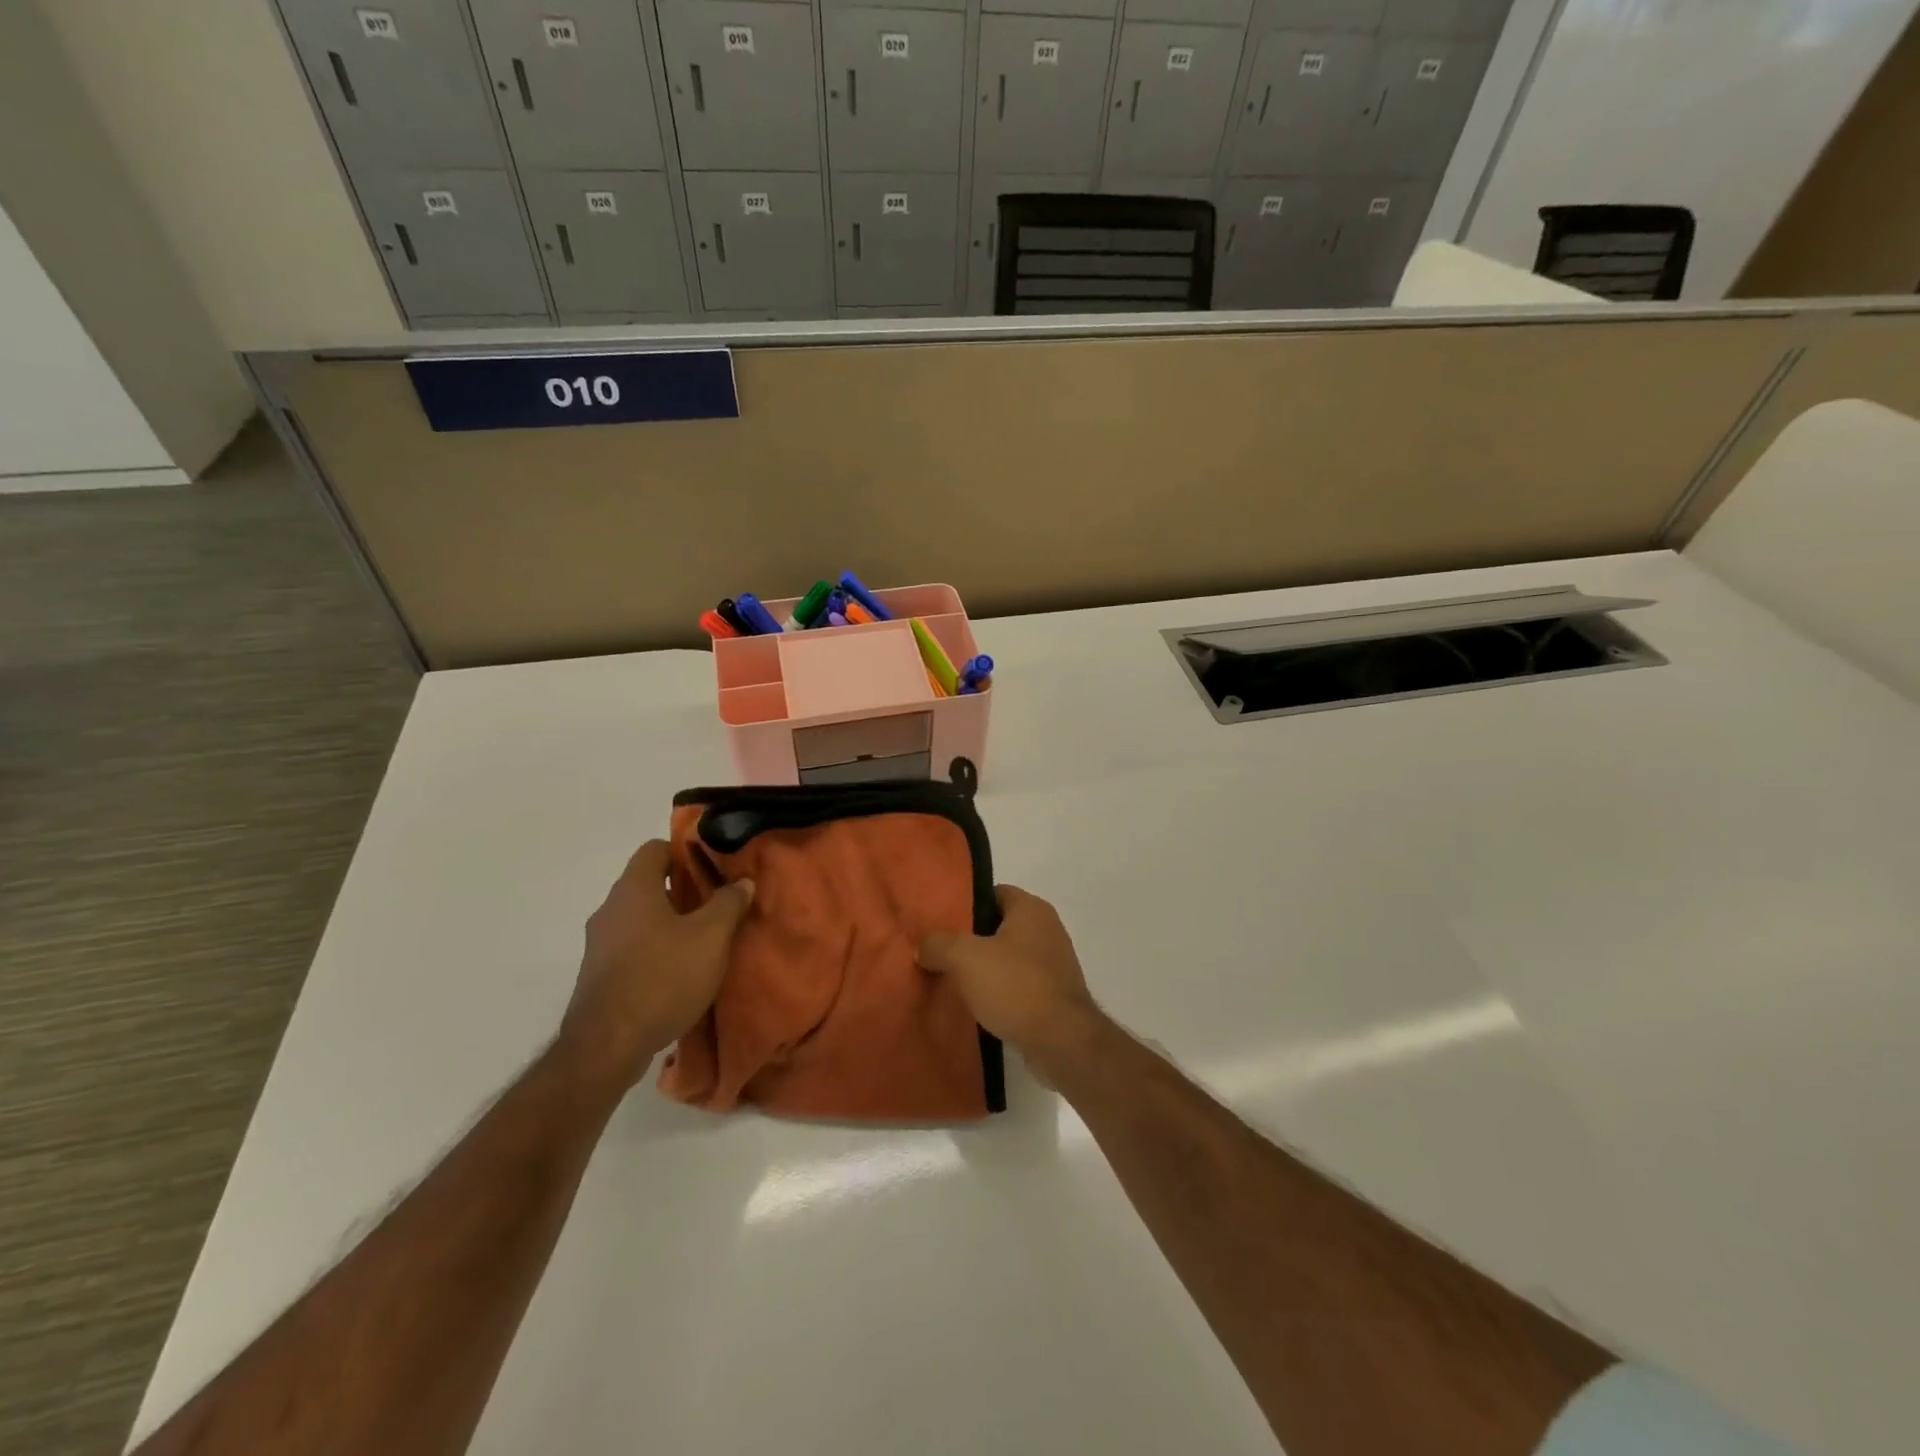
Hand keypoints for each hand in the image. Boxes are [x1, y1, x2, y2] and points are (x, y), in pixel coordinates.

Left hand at [561, 840, 754, 1087]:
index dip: (685, 852)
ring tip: (703, 941)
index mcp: (633, 889)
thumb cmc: (663, 977)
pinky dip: (655, 951)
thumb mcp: (711, 937)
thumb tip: (742, 881)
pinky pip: (631, 948)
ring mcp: (599, 944)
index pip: (655, 848)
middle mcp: (610, 909)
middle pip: (648, 884)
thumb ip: (729, 903)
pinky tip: (679, 973)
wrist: (607, 1046)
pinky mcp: (599, 976)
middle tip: (717, 904)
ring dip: (669, 923)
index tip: (713, 868)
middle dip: (683, 891)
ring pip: (640, 918)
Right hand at [917, 885, 1103, 1078]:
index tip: (939, 922)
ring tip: (950, 981)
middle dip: (969, 940)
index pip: (993, 893)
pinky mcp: (1053, 996)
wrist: (1062, 1042)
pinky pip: (1017, 985)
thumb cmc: (1016, 986)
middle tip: (938, 953)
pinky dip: (998, 992)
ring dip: (982, 969)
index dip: (965, 904)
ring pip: (1006, 958)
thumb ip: (939, 944)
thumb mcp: (965, 958)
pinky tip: (975, 1007)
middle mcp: (1047, 930)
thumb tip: (923, 945)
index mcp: (1031, 909)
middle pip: (998, 926)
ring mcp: (1052, 964)